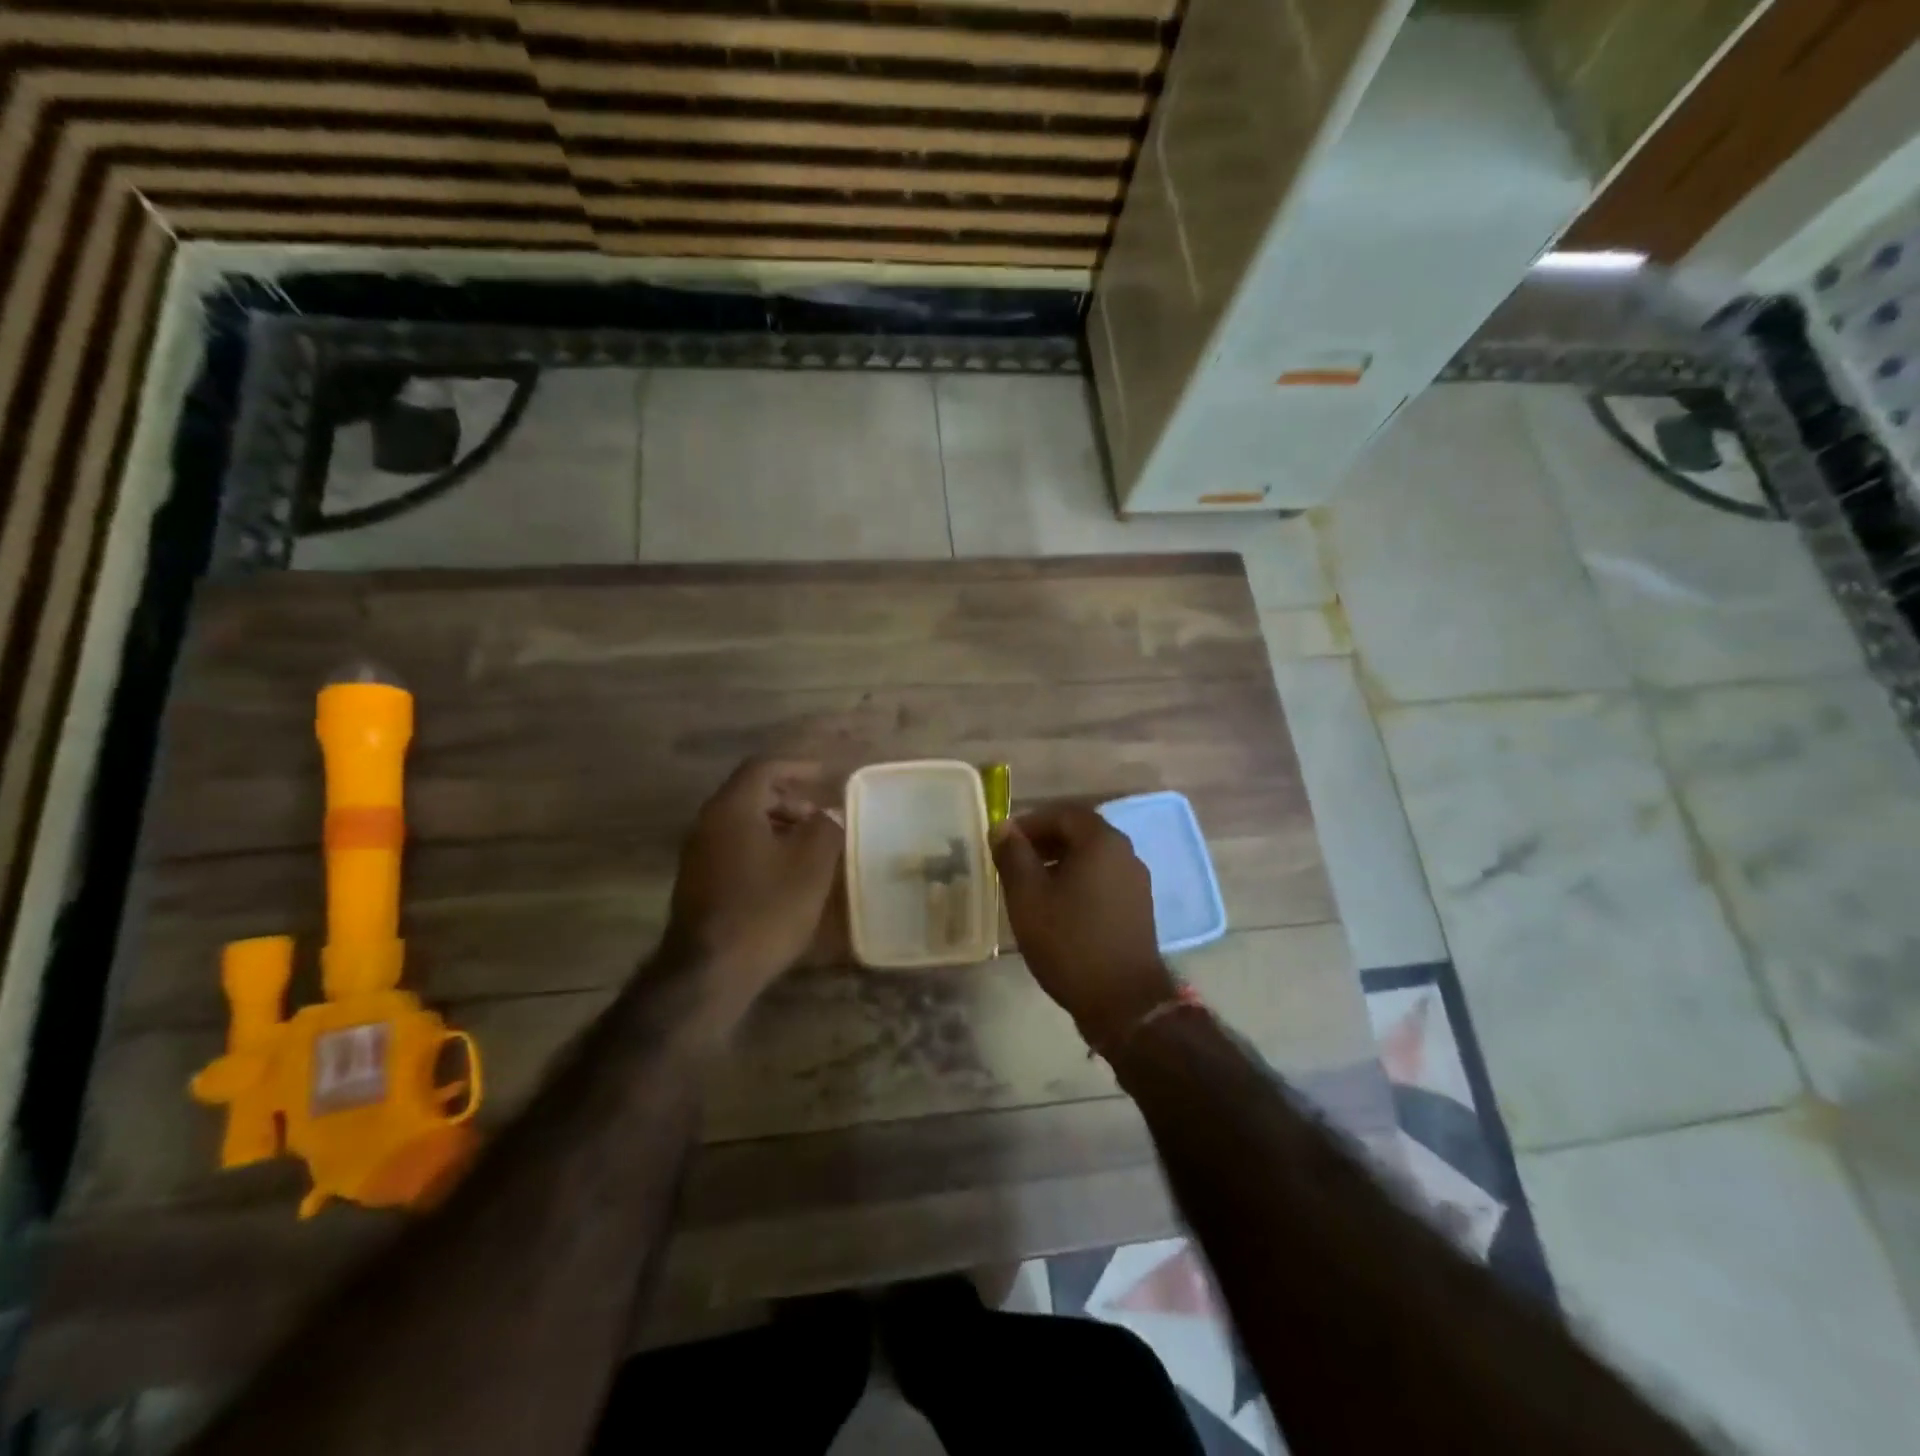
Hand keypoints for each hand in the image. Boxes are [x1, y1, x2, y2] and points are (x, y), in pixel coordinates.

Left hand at [665, 758, 843, 1013]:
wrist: (709, 971)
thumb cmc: (766, 909)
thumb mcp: (811, 866)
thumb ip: (825, 828)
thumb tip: (830, 812)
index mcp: (732, 808)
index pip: (763, 768)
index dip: (797, 767)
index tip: (824, 775)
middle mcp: (707, 823)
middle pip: (750, 794)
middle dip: (789, 799)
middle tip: (820, 817)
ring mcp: (697, 854)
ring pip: (741, 823)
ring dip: (776, 826)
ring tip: (808, 847)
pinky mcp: (697, 882)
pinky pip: (733, 847)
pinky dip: (761, 847)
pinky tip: (784, 875)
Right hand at [991, 804, 1176, 1048]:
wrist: (1124, 1002)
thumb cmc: (1070, 942)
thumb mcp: (1028, 897)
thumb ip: (1013, 856)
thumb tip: (1003, 827)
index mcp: (1101, 841)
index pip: (1063, 813)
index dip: (1030, 822)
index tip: (1004, 842)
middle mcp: (1125, 853)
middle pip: (1080, 833)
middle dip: (1044, 841)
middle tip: (1014, 861)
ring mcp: (1136, 881)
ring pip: (1092, 857)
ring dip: (1060, 862)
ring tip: (1030, 886)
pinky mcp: (1138, 907)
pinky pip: (1103, 879)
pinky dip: (1078, 881)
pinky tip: (1058, 907)